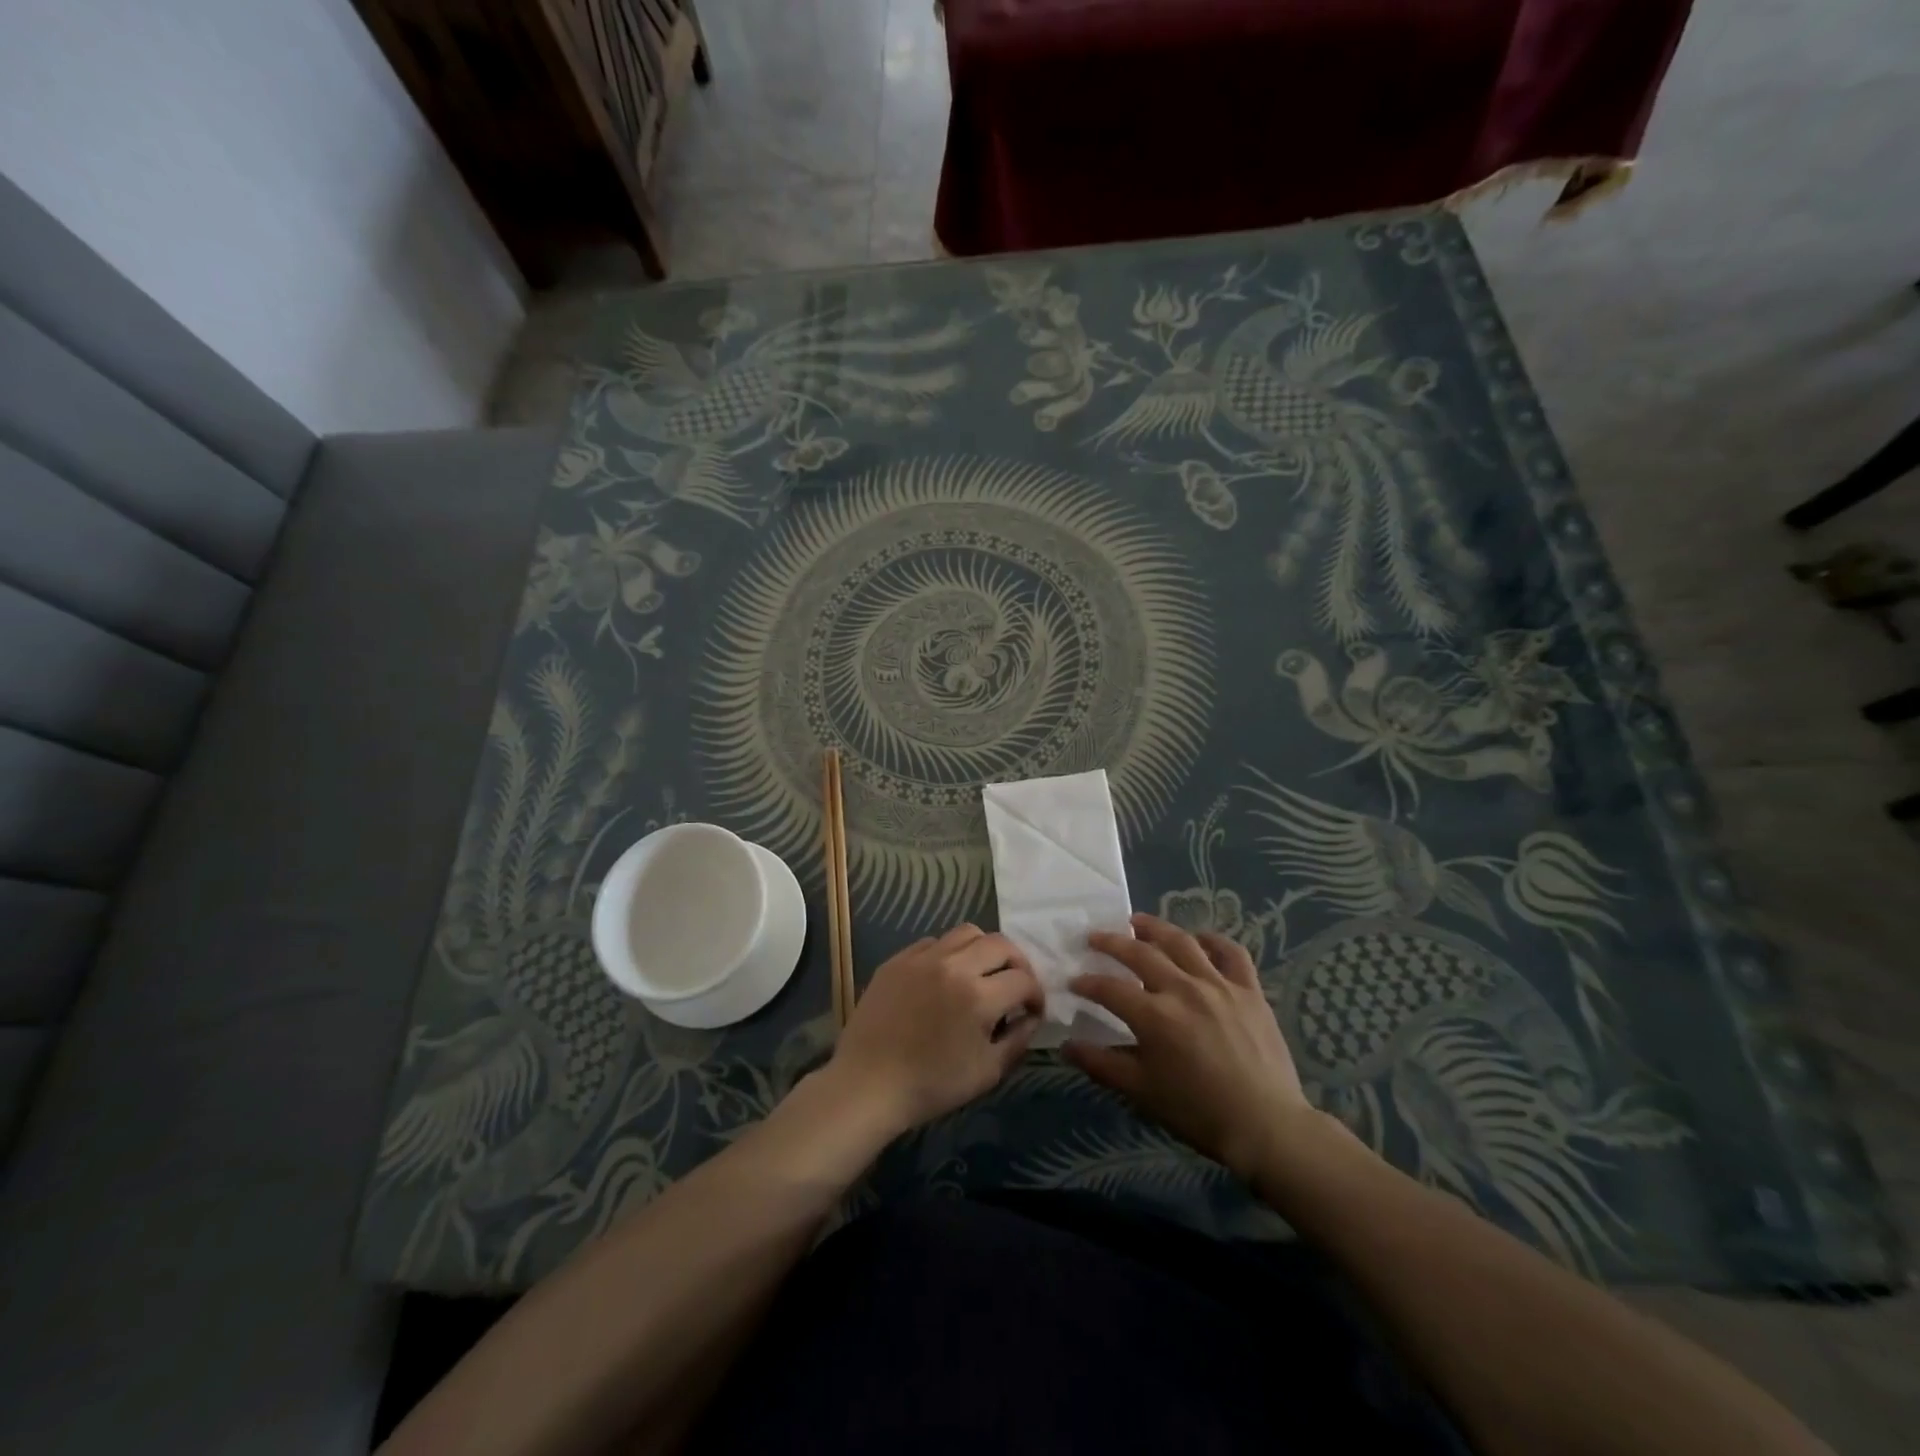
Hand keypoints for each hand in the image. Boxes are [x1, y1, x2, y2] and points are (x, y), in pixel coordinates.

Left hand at [827, 924, 1043, 1134]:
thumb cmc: (931, 1085)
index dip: (1036, 995)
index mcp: (979, 996)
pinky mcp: (899, 959)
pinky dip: (950, 953)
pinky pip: (934, 942)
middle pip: (1000, 944)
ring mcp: (923, 958)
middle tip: (1015, 985)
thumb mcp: (987, 1073)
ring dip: (985, 949)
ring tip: (982, 972)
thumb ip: (1017, 1040)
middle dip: (1017, 963)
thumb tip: (1029, 1017)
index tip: (1032, 1010)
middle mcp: (954, 966)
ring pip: (967, 932)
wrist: (868, 1084)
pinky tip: (946, 977)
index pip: (1023, 980)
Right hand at [1065, 913, 1315, 1180]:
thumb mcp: (1142, 1092)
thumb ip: (1102, 1064)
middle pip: (1140, 953)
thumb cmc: (1198, 1112)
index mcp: (1154, 1016)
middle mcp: (1183, 989)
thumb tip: (1067, 1046)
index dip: (1087, 984)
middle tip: (1095, 937)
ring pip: (1182, 942)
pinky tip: (1200, 939)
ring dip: (1155, 928)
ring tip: (1137, 921)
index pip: (1109, 989)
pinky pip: (1231, 952)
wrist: (1266, 1127)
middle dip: (1112, 943)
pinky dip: (1213, 940)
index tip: (1073, 982)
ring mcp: (1219, 985)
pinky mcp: (1249, 990)